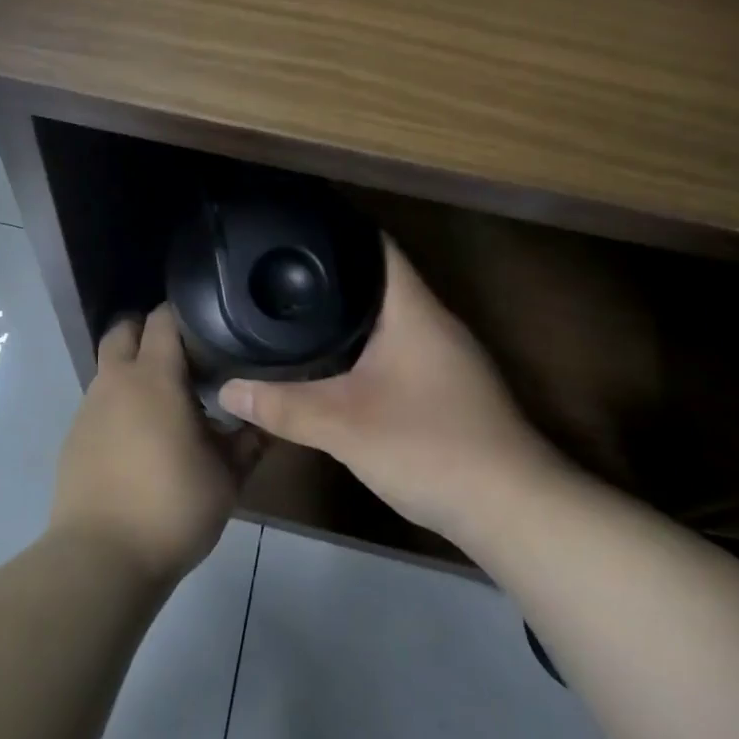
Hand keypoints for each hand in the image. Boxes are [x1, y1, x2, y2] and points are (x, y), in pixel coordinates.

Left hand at [51, 304, 263, 585]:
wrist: (102, 558)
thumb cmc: (172, 507)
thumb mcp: (227, 476)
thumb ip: (249, 440)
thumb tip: (267, 418)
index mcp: (154, 377)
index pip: (163, 318)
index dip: (185, 316)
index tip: (210, 329)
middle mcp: (116, 381)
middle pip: (124, 329)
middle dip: (148, 331)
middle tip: (182, 357)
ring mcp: (89, 408)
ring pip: (109, 366)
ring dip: (133, 370)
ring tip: (165, 403)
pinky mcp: (74, 436)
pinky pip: (99, 402)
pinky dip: (118, 403)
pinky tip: (139, 439)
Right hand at [218, 238, 567, 547]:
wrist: (511, 509)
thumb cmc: (429, 446)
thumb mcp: (343, 425)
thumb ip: (283, 406)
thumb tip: (227, 390)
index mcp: (414, 310)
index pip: (378, 247)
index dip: (339, 231)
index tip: (296, 228)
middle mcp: (435, 322)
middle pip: (382, 281)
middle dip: (334, 276)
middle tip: (283, 273)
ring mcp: (448, 357)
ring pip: (392, 319)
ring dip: (352, 314)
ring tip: (300, 310)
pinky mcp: (451, 388)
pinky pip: (401, 349)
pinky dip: (368, 347)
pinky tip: (339, 363)